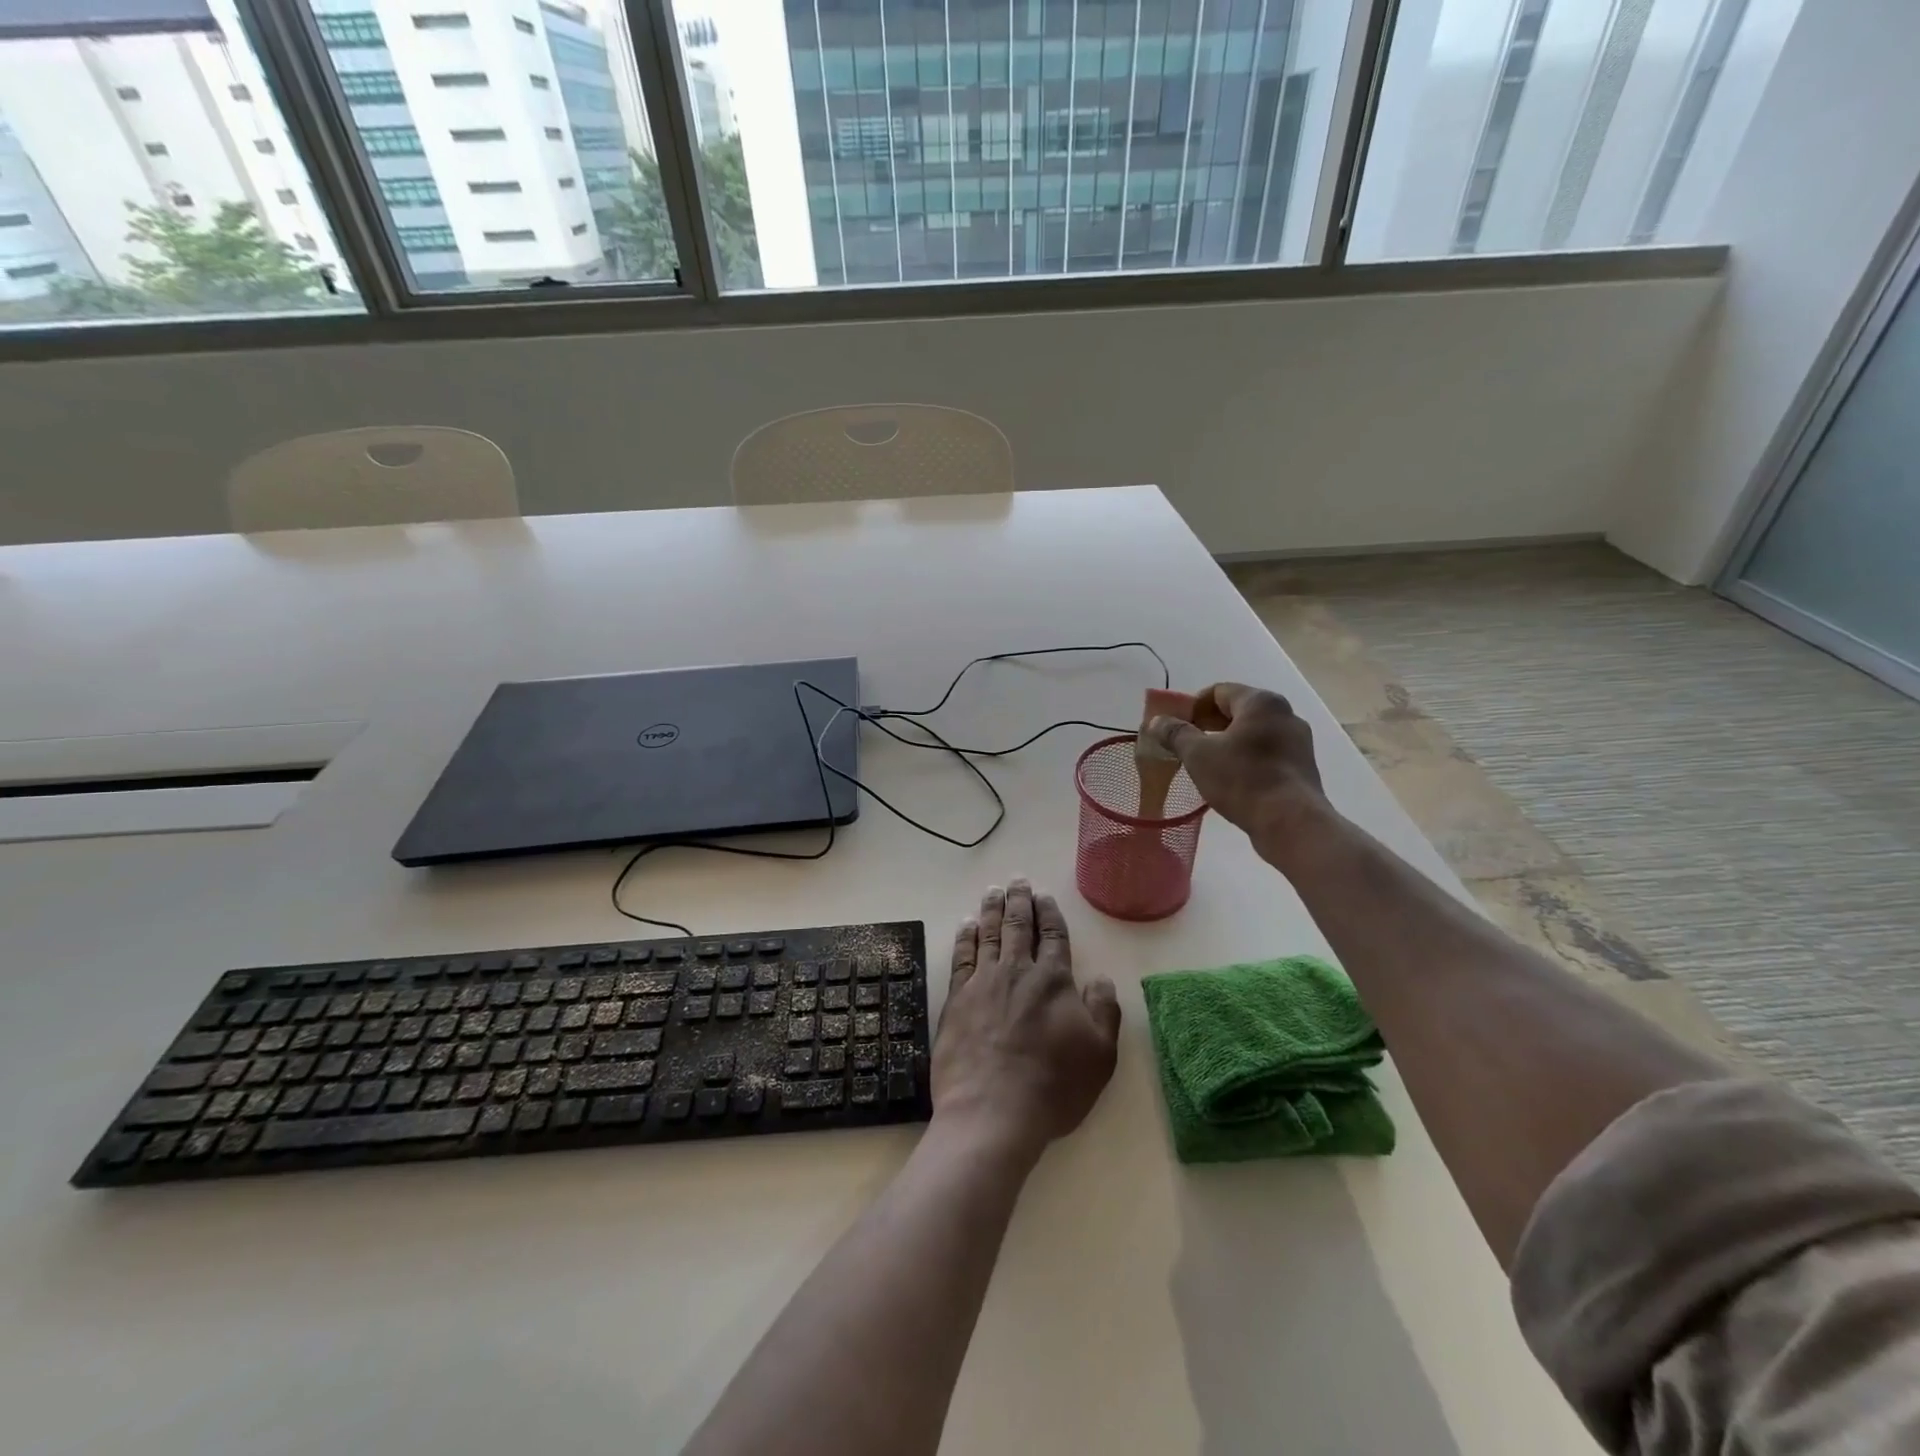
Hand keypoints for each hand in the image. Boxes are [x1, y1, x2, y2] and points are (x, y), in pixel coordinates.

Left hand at [933, 880, 1120, 1162]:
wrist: (992, 1111)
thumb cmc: (1054, 1086)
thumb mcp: (1100, 1054)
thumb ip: (1104, 1010)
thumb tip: (1101, 977)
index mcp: (1054, 980)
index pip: (1053, 935)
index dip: (1049, 912)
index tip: (1043, 895)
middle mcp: (1018, 971)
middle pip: (1019, 925)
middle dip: (1019, 900)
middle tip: (1016, 879)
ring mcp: (984, 982)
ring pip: (989, 933)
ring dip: (991, 909)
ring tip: (992, 890)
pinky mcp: (957, 998)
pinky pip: (962, 956)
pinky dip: (965, 936)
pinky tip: (966, 924)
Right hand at [1147, 682, 1333, 866]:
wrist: (1291, 823)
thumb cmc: (1242, 779)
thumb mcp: (1198, 755)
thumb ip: (1175, 733)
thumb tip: (1156, 721)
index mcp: (1261, 702)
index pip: (1218, 691)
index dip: (1191, 706)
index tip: (1175, 728)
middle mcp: (1285, 714)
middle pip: (1237, 711)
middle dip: (1207, 725)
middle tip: (1185, 746)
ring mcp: (1298, 741)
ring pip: (1252, 733)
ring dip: (1226, 743)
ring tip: (1205, 765)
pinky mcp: (1302, 767)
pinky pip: (1266, 753)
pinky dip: (1245, 759)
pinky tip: (1230, 780)